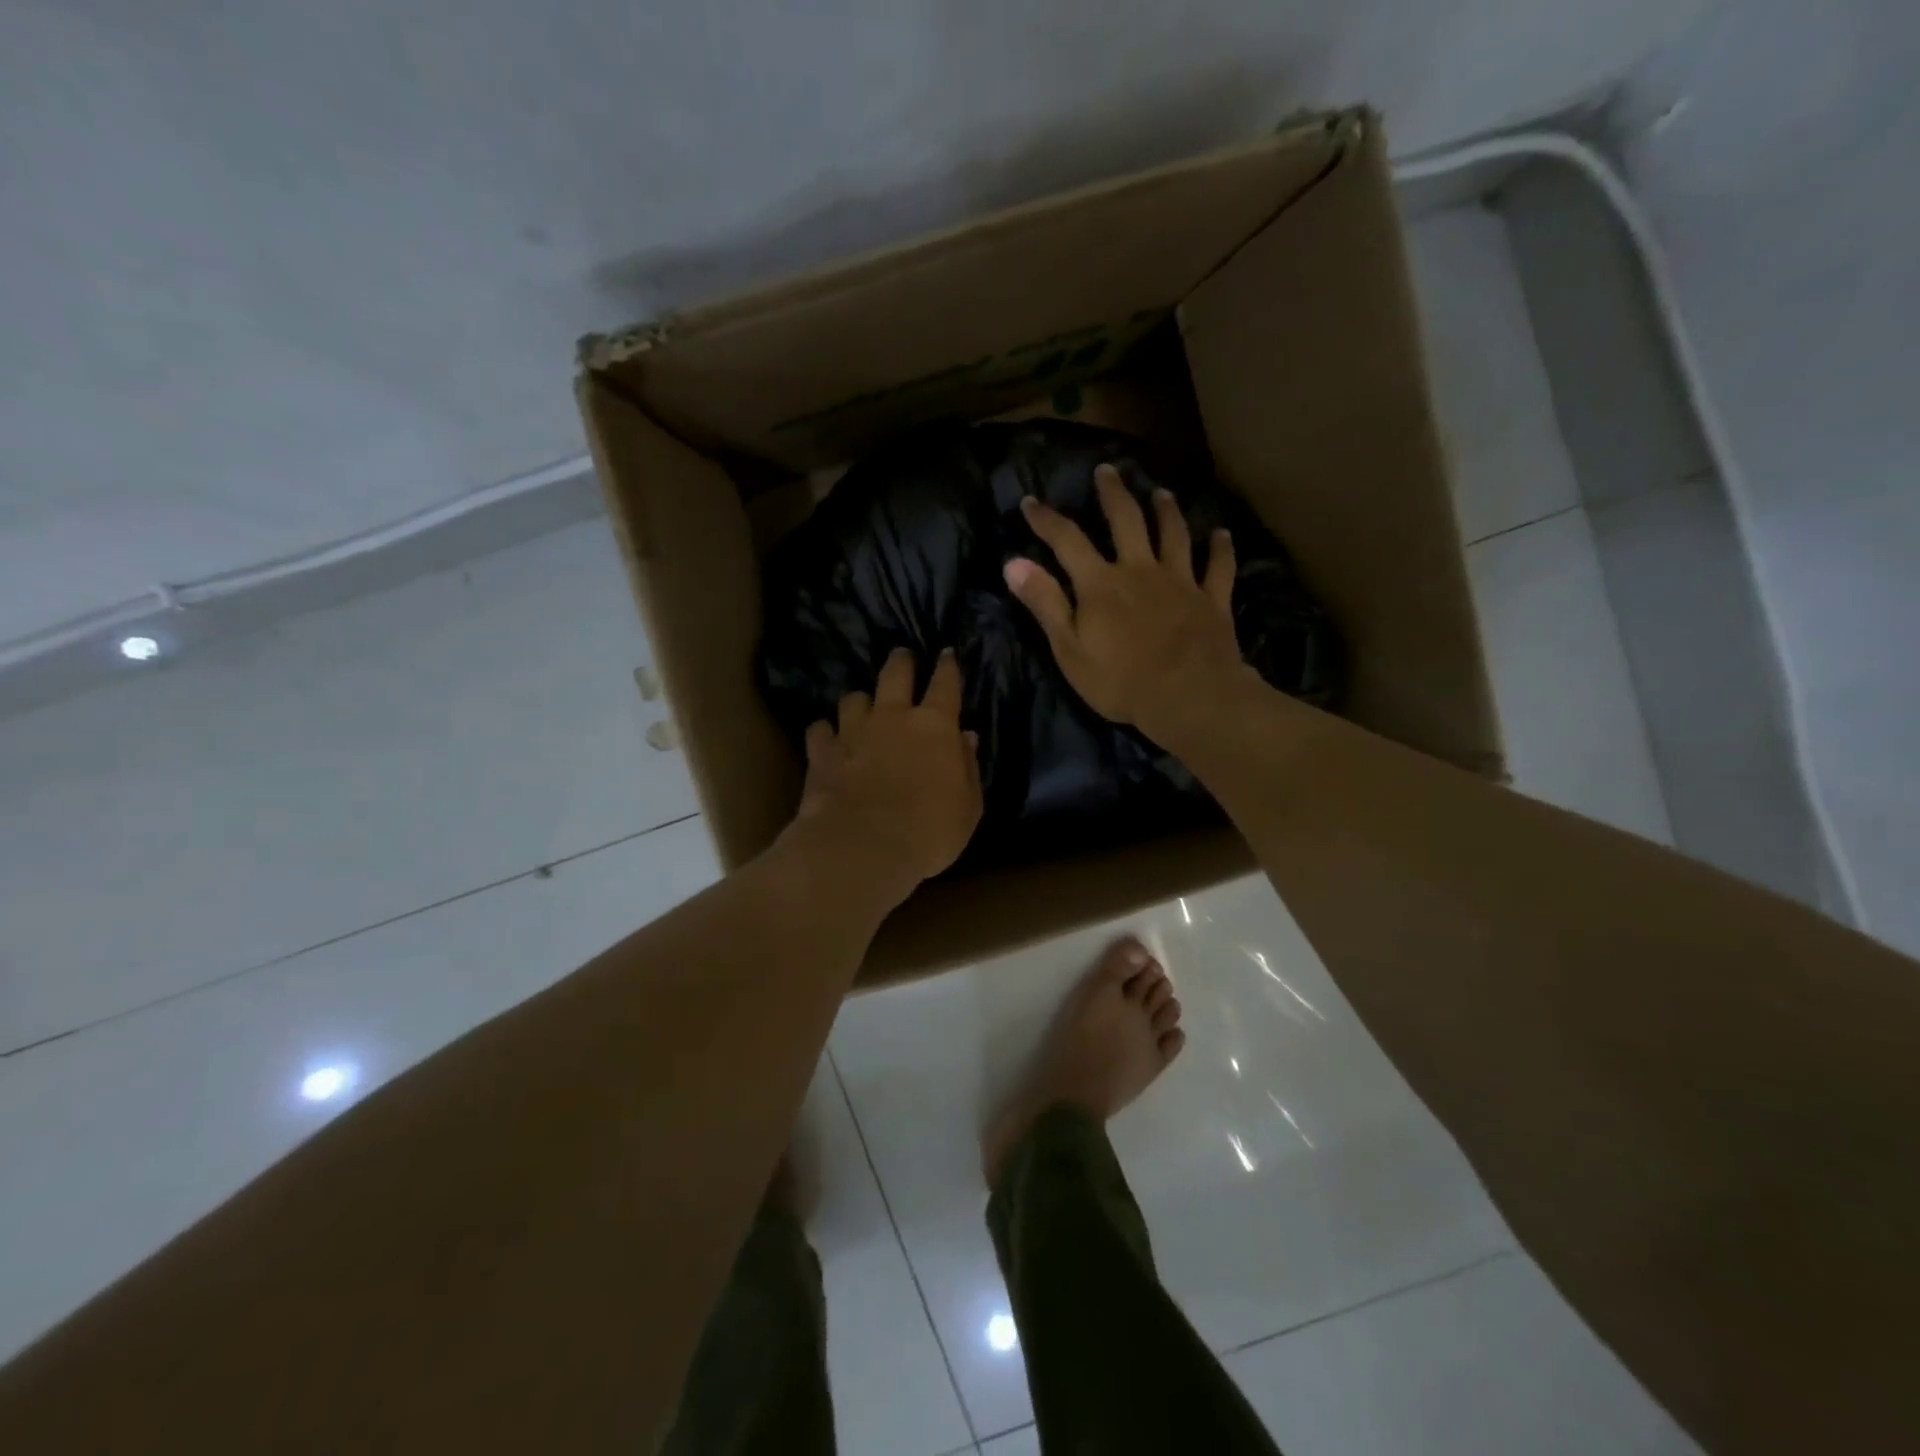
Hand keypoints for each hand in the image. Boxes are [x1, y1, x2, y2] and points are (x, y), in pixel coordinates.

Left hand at [787, 646, 982, 904]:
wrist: (863, 847)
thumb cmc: (929, 831)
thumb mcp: (968, 806)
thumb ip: (968, 767)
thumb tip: (966, 737)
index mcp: (935, 726)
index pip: (945, 683)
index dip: (947, 666)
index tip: (946, 654)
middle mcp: (893, 717)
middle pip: (895, 673)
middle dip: (901, 661)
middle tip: (902, 656)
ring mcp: (853, 731)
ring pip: (853, 698)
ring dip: (861, 701)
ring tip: (862, 707)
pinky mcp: (822, 752)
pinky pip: (820, 730)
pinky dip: (826, 732)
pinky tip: (828, 740)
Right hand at [1005, 464, 1251, 743]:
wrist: (1188, 696)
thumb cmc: (1120, 680)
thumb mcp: (1069, 649)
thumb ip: (1045, 603)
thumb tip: (1013, 563)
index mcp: (1101, 584)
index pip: (1067, 540)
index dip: (1046, 520)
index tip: (1030, 502)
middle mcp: (1140, 571)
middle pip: (1127, 521)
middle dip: (1114, 494)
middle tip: (1108, 470)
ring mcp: (1180, 582)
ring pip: (1174, 535)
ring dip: (1167, 511)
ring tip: (1161, 492)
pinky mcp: (1211, 600)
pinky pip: (1218, 568)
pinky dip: (1221, 549)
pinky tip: (1222, 535)